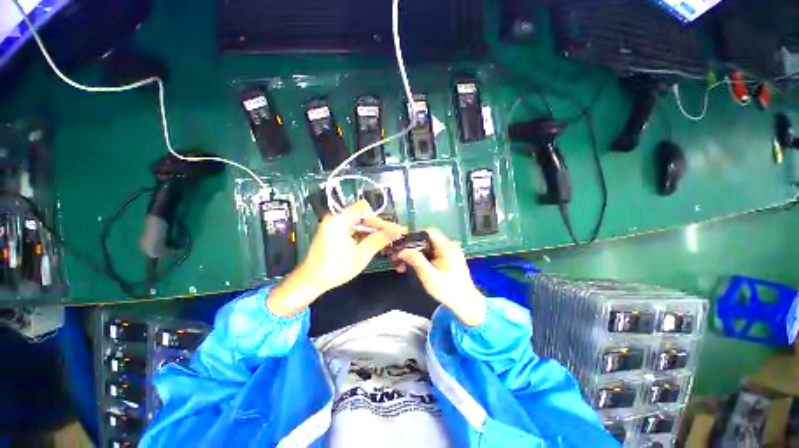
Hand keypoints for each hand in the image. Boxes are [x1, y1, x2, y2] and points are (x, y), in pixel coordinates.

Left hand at [267, 200, 406, 316]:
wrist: (310, 281)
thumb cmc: (335, 269)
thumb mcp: (361, 255)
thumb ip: (379, 240)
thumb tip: (398, 230)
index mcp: (339, 219)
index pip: (364, 209)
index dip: (379, 218)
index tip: (392, 230)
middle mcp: (336, 218)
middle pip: (363, 215)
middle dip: (379, 226)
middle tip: (395, 236)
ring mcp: (335, 225)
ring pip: (360, 223)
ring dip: (373, 231)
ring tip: (388, 240)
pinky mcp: (335, 232)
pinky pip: (354, 229)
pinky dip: (365, 235)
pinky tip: (375, 242)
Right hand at [398, 228, 486, 325]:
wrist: (466, 303)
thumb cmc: (448, 290)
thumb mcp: (430, 276)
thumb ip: (416, 261)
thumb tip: (402, 250)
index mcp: (447, 247)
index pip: (429, 231)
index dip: (415, 235)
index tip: (403, 245)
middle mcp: (450, 246)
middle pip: (428, 238)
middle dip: (414, 245)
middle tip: (402, 255)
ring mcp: (450, 252)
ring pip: (430, 245)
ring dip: (418, 252)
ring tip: (407, 262)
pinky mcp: (449, 258)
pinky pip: (434, 252)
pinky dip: (425, 256)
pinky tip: (418, 265)